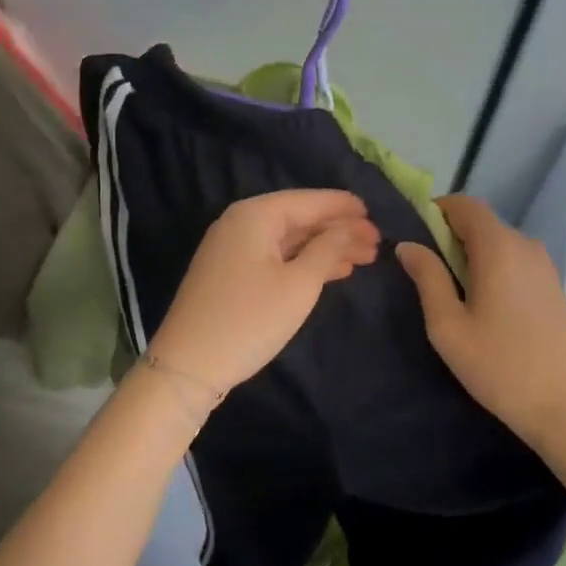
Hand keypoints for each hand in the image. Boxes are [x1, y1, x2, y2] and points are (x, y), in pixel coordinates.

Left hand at [149, 190, 379, 392]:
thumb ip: (328, 249)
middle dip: (339, 230)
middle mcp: (240, 223)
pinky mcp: (230, 274)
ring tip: (364, 258)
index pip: (309, 201)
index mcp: (255, 215)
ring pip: (289, 240)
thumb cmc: (249, 320)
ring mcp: (232, 249)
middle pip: (299, 219)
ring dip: (326, 248)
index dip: (344, 207)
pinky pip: (276, 257)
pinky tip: (332, 272)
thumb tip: (348, 227)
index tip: (375, 214)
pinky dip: (304, 262)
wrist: (188, 365)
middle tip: (377, 244)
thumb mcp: (299, 284)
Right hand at [396, 194, 565, 453]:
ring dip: (472, 255)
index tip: (415, 237)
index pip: (465, 205)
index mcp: (499, 248)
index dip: (436, 211)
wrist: (565, 405)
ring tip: (452, 295)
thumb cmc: (498, 366)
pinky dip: (493, 269)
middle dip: (450, 236)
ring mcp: (544, 266)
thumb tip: (408, 245)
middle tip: (426, 274)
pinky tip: (483, 306)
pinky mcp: (553, 286)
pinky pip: (515, 261)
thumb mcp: (448, 325)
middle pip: (482, 223)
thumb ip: (427, 278)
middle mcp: (526, 245)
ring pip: (499, 243)